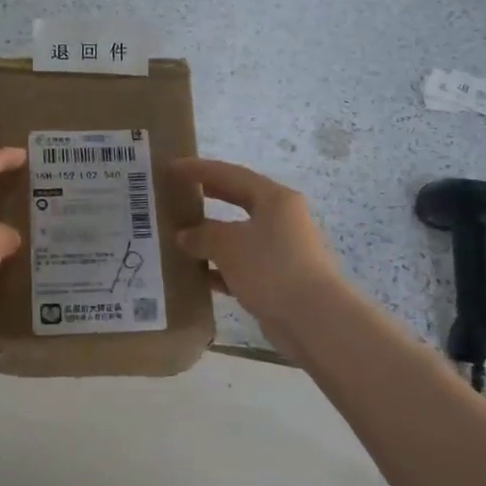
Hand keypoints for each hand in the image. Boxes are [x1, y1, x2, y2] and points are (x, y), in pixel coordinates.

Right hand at [172, 158, 345, 338]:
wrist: (313, 318)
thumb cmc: (271, 268)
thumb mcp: (228, 245)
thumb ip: (202, 235)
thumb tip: (184, 236)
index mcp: (274, 199)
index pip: (231, 174)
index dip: (199, 169)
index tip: (172, 167)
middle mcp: (281, 219)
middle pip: (238, 200)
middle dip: (208, 197)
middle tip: (178, 193)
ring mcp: (281, 250)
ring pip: (239, 236)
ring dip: (211, 237)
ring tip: (179, 237)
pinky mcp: (278, 279)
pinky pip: (242, 266)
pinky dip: (220, 268)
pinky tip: (197, 276)